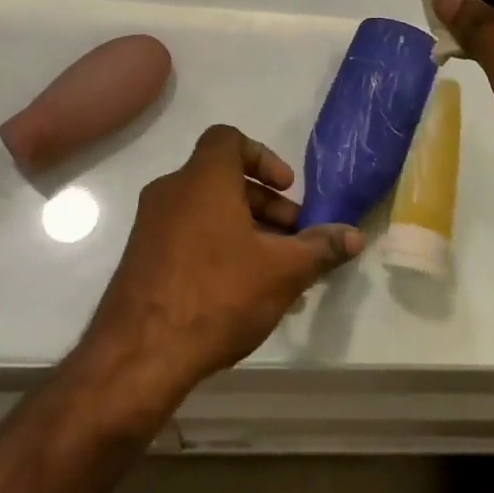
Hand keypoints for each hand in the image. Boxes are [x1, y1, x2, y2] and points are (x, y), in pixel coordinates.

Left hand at [82, 125, 363, 403]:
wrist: (140, 353)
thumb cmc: (218, 294)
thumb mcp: (282, 271)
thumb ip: (320, 247)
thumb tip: (353, 235)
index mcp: (203, 179)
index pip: (229, 138)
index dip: (263, 157)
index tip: (287, 189)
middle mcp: (172, 191)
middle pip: (223, 179)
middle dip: (265, 203)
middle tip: (294, 237)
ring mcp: (151, 225)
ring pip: (207, 211)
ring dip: (245, 229)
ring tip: (277, 271)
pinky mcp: (142, 257)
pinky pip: (189, 236)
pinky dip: (219, 247)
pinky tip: (245, 292)